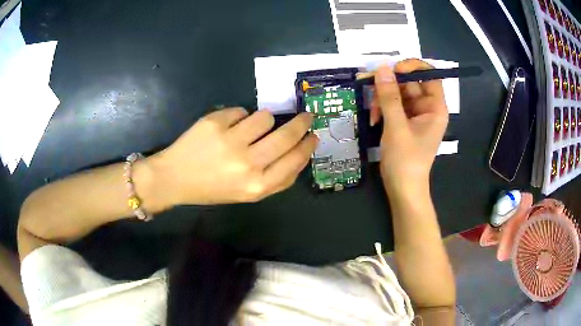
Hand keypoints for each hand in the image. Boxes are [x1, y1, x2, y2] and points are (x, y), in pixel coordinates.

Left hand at [151, 108, 317, 204]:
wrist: (175, 178)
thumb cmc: (213, 188)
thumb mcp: (247, 193)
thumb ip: (276, 179)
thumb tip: (299, 155)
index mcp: (257, 186)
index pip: (295, 160)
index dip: (308, 146)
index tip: (313, 135)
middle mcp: (248, 164)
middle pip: (286, 135)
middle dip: (301, 123)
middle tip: (305, 116)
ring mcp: (231, 141)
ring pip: (266, 117)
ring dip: (263, 120)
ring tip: (250, 128)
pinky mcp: (215, 123)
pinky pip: (242, 111)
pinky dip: (238, 117)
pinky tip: (227, 128)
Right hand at [370, 59, 447, 194]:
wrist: (402, 189)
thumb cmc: (405, 160)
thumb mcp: (396, 127)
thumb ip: (389, 96)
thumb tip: (382, 68)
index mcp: (435, 108)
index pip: (430, 75)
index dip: (413, 67)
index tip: (392, 69)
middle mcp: (427, 107)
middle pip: (410, 82)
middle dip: (389, 85)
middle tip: (370, 88)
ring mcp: (415, 114)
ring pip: (398, 92)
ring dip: (382, 98)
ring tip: (372, 112)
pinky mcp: (404, 121)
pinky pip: (393, 104)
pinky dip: (381, 108)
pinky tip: (373, 118)